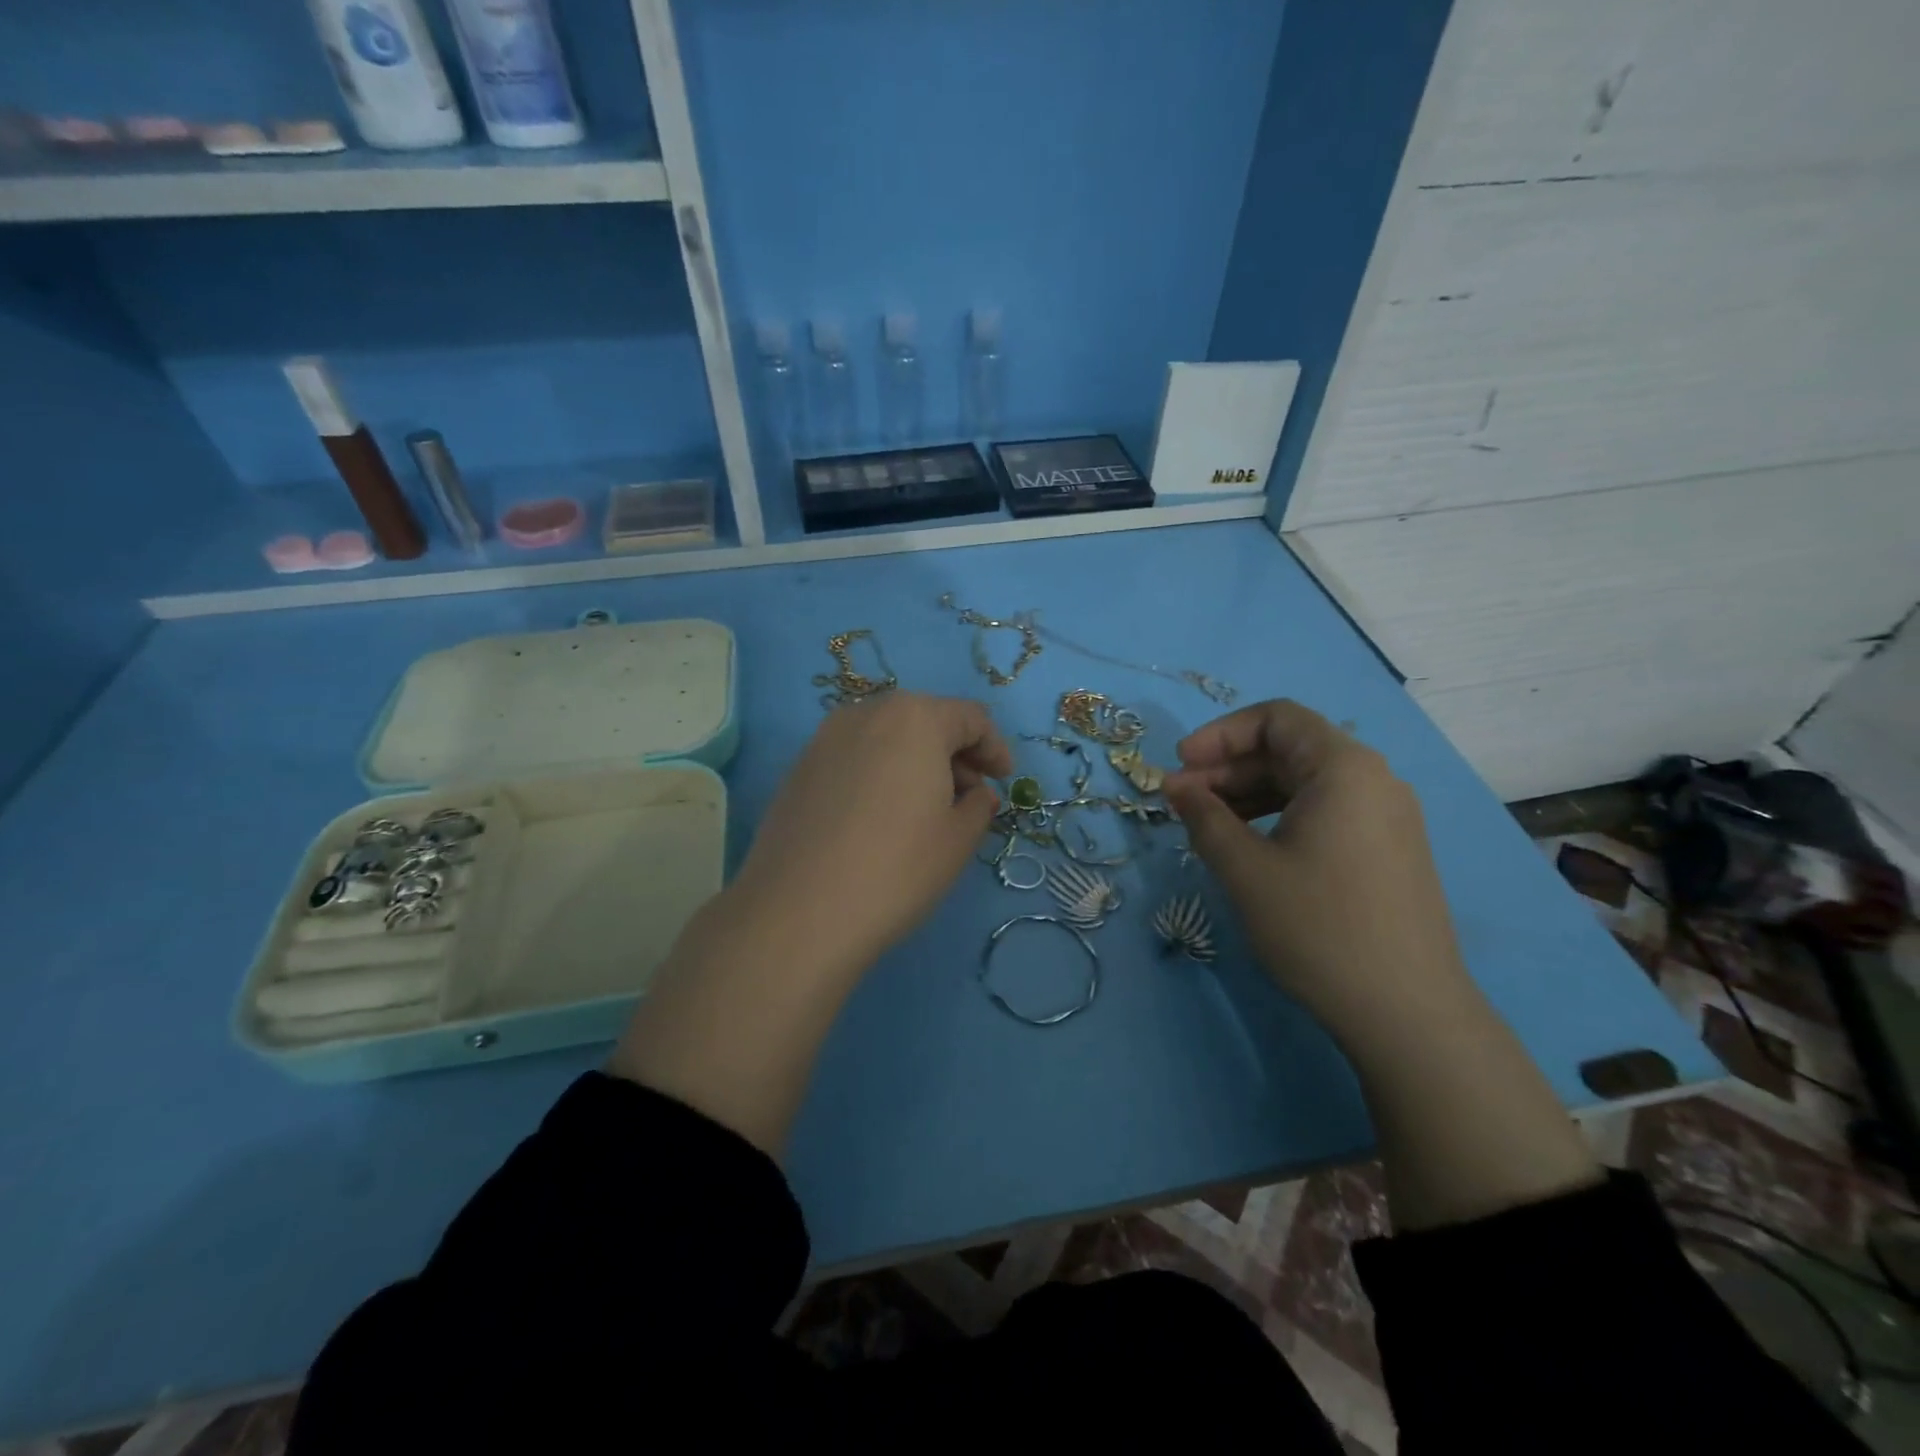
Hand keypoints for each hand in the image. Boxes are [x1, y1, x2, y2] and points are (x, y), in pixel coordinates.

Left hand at [727, 691, 1011, 978]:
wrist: (799, 912)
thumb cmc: (896, 868)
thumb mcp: (958, 839)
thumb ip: (978, 806)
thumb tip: (976, 795)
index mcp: (915, 717)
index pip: (970, 717)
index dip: (995, 747)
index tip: (1004, 781)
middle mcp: (867, 713)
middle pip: (925, 720)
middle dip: (955, 753)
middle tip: (968, 797)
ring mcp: (825, 738)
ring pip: (887, 736)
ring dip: (916, 762)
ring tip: (925, 810)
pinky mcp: (799, 768)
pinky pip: (855, 757)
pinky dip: (880, 773)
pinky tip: (881, 817)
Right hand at [1163, 699, 1468, 1034]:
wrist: (1407, 1013)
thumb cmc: (1318, 928)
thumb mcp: (1245, 869)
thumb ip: (1204, 817)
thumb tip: (1175, 785)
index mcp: (1344, 768)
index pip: (1276, 718)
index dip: (1220, 734)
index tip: (1180, 765)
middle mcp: (1373, 780)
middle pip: (1289, 749)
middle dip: (1229, 767)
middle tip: (1182, 800)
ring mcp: (1387, 817)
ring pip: (1305, 782)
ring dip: (1250, 792)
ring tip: (1207, 825)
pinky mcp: (1388, 850)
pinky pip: (1325, 811)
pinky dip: (1279, 815)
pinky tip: (1250, 847)